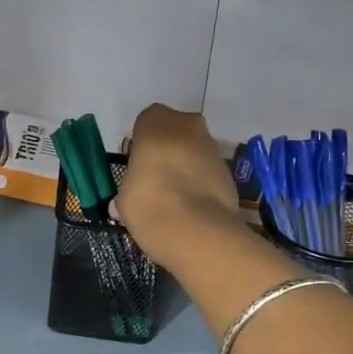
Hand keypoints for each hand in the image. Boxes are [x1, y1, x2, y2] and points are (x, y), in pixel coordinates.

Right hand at [114, 104, 241, 271]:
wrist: (198, 231)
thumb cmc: (150, 203)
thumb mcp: (124, 198)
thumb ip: (128, 190)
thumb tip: (122, 204)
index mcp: (156, 122)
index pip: (145, 123)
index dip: (141, 145)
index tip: (137, 167)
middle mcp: (187, 125)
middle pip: (174, 133)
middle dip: (167, 151)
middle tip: (155, 180)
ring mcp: (213, 147)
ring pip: (194, 152)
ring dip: (186, 167)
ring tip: (174, 199)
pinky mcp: (229, 171)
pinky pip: (208, 172)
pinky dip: (201, 184)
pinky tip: (192, 208)